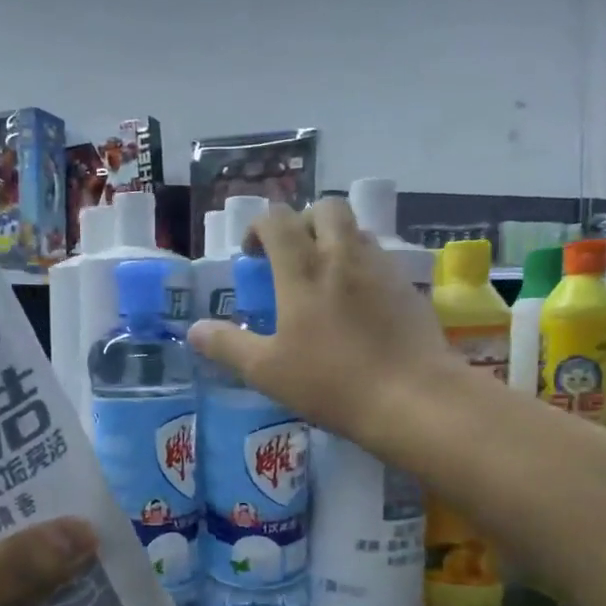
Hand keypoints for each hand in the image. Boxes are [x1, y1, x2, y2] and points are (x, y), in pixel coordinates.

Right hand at [188, 198, 459, 444]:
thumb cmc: (331, 383)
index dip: (259, 227)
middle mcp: (343, 256)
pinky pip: (381, 259)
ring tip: (325, 278)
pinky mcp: (409, 287)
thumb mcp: (266, 371)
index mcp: (303, 270)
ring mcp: (381, 269)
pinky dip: (362, 266)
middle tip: (292, 255)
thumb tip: (193, 330)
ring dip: (335, 240)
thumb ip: (227, 346)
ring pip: (357, 231)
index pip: (277, 219)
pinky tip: (359, 305)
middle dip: (303, 221)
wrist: (412, 397)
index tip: (252, 255)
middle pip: (325, 208)